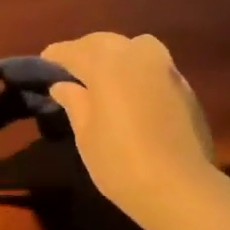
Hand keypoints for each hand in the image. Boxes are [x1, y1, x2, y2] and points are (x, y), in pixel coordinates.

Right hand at [41, 32, 217, 229]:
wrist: (179, 187)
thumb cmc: (120, 162)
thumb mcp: (86, 135)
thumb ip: (74, 102)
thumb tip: (63, 85)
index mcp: (106, 63)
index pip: (73, 50)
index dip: (55, 57)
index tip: (44, 66)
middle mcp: (137, 55)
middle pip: (104, 42)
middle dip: (85, 51)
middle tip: (70, 72)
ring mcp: (166, 68)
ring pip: (135, 47)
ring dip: (116, 55)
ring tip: (104, 78)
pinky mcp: (185, 86)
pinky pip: (154, 66)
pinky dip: (138, 71)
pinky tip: (133, 93)